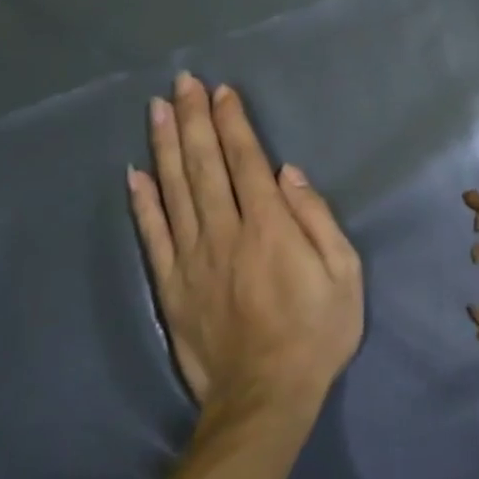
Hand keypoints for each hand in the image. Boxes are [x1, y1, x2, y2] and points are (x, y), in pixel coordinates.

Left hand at [127, 74, 363, 416]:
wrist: (265, 395)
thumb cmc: (317, 332)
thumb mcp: (344, 274)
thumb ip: (317, 220)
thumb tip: (289, 174)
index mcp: (269, 227)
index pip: (246, 161)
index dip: (232, 123)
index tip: (222, 92)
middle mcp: (225, 232)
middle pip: (204, 165)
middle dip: (193, 119)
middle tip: (183, 82)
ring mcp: (192, 258)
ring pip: (174, 190)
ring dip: (164, 146)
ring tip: (157, 109)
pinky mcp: (171, 285)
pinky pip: (152, 235)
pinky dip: (142, 202)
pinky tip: (134, 174)